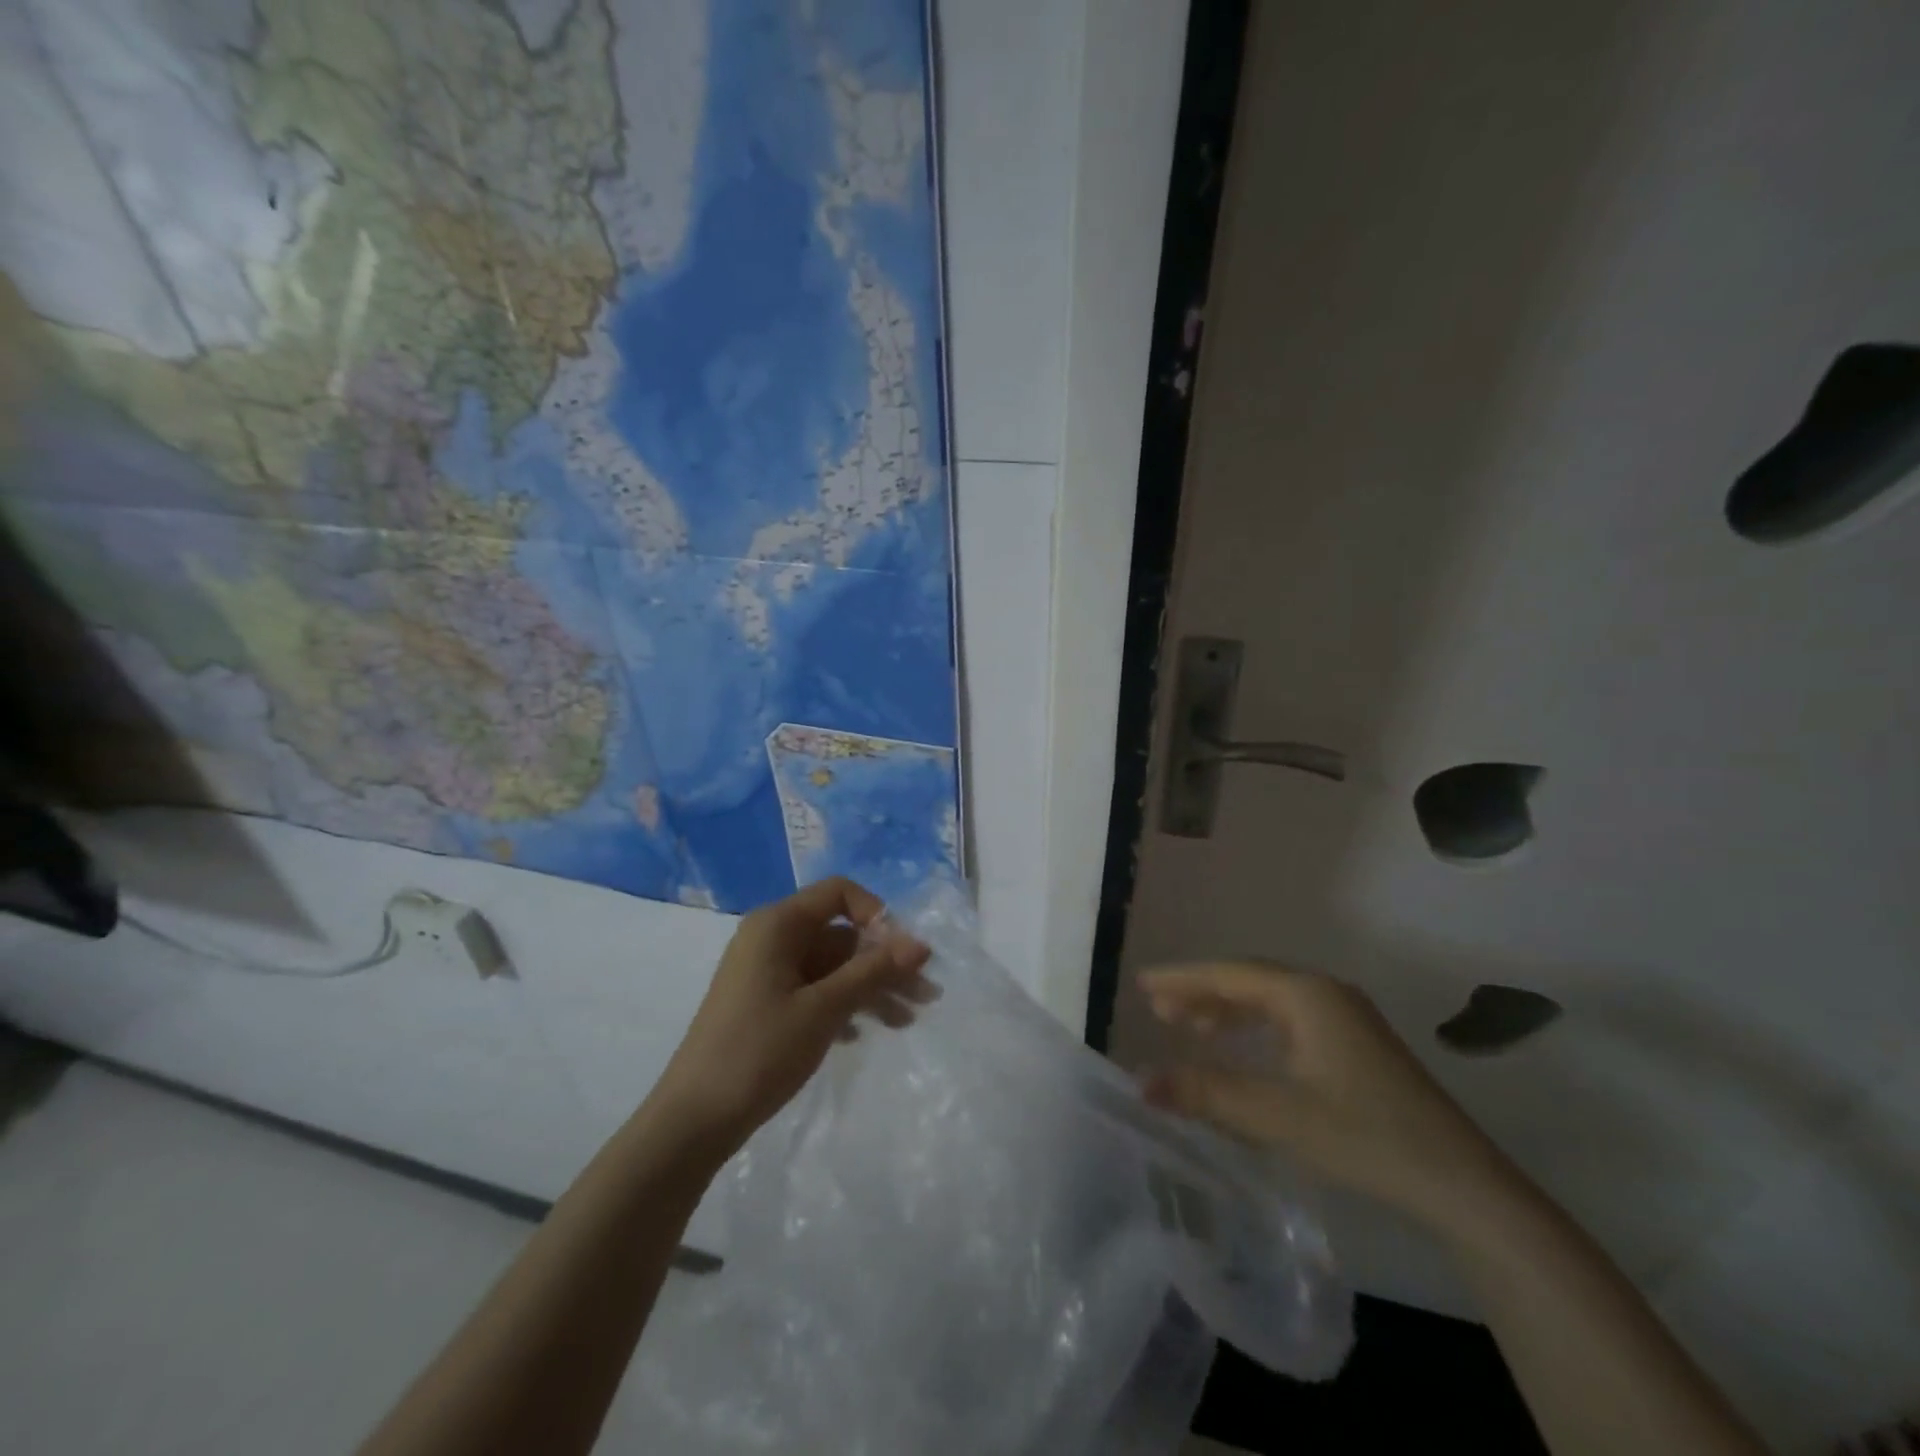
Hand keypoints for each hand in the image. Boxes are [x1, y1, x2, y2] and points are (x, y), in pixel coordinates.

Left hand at [651, 877, 930, 1161]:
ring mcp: (767, 972)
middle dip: (883, 962)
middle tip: (925, 996)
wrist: (694, 1120)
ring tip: (907, 1021)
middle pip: (840, 934)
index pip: (839, 893)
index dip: (877, 915)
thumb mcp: (824, 1009)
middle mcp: (772, 938)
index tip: (903, 953)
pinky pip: (815, 990)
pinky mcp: (766, 1003)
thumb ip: (873, 972)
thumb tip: (922, 944)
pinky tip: (863, 1033)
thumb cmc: (759, 1051)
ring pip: (832, 966)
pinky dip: (843, 1005)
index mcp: (778, 924)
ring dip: (870, 987)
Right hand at [1140, 963, 1524, 1237]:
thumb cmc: (1364, 1136)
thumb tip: (1141, 1083)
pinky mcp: (1356, 1045)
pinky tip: (1241, 1048)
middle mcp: (1325, 993)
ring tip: (1189, 1028)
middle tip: (1159, 1010)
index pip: (1229, 975)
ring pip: (1270, 1001)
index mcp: (1306, 994)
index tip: (1142, 984)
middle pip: (1248, 981)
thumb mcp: (1277, 1115)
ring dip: (1227, 1010)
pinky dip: (1254, 1027)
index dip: (1182, 979)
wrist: (1462, 1184)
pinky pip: (1289, 1019)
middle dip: (1201, 993)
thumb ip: (1206, 1094)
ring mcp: (1346, 1017)